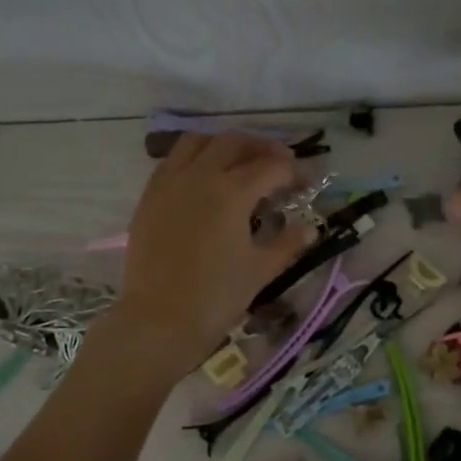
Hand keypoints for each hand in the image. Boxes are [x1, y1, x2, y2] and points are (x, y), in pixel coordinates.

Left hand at [110, 132, 315, 366]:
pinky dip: (194, 158)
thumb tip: (310, 227)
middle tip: (278, 162)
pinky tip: (204, 179)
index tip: (306, 181)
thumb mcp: (261, 270)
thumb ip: (288, 243)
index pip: (271, 167)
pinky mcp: (149, 197)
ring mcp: (169, 183)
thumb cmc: (216, 297)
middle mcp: (200, 176)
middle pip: (233, 142)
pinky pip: (172, 161)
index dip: (294, 170)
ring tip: (238, 161)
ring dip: (223, 144)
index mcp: (232, 193)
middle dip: (261, 146)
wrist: (159, 319)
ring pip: (197, 141)